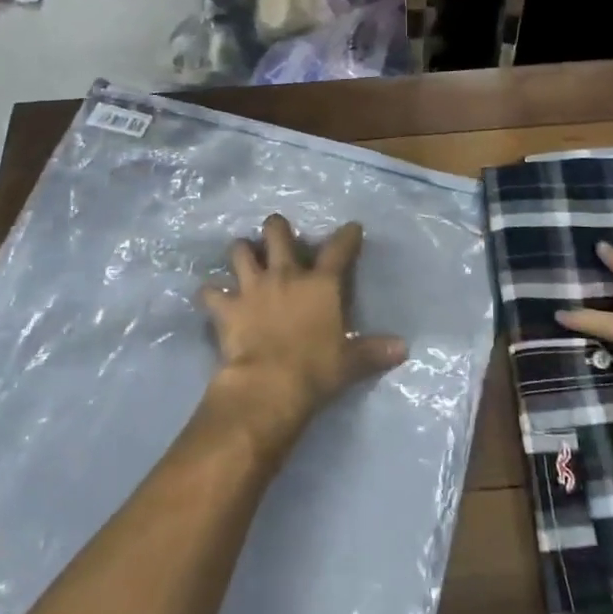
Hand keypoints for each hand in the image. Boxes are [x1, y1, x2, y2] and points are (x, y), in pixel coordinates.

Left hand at [197, 215, 406, 451]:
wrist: (269, 385)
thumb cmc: (316, 370)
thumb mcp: (350, 362)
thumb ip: (374, 351)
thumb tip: (403, 348)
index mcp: (321, 283)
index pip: (339, 249)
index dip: (347, 235)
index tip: (352, 228)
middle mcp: (286, 275)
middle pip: (277, 233)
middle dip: (276, 228)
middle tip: (277, 232)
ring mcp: (253, 287)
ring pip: (240, 251)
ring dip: (241, 251)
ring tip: (243, 255)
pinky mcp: (227, 307)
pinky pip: (210, 292)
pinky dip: (211, 293)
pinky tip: (212, 297)